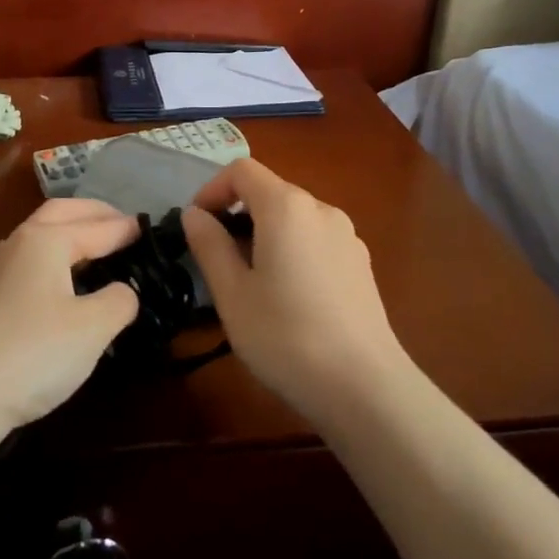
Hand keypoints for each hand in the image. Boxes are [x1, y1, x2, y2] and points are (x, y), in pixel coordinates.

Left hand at [0, 199, 140, 440]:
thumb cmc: (34, 352)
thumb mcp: (93, 327)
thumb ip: (119, 300)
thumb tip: (123, 291)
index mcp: (47, 240)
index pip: (98, 227)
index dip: (127, 229)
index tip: (152, 229)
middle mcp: (20, 244)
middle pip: (61, 213)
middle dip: (94, 214)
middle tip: (124, 224)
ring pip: (41, 235)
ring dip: (71, 232)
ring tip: (98, 247)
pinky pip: (32, 260)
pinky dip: (56, 257)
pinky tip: (64, 281)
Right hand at [181, 160, 408, 423]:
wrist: (365, 388)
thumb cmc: (286, 336)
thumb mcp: (232, 293)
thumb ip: (209, 245)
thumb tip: (194, 214)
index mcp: (287, 207)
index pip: (242, 170)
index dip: (212, 189)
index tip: (197, 226)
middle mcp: (321, 209)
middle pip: (270, 191)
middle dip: (237, 215)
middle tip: (217, 260)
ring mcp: (347, 236)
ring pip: (294, 218)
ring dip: (264, 234)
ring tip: (250, 282)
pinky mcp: (361, 263)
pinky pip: (315, 239)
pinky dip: (291, 250)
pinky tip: (288, 297)